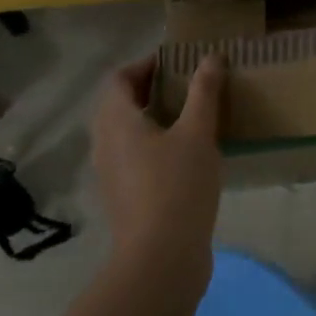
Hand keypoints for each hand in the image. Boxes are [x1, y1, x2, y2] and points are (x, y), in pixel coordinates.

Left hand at [89, 55, 224, 285]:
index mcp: (116, 121)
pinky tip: (183, 154)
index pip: (118, 79)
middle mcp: (104, 143)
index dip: (144, 65)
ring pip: (124, 132)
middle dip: (148, 90)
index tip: (175, 62)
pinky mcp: (122, 196)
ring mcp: (110, 173)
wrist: (161, 258)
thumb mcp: (198, 133)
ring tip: (188, 116)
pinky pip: (131, 156)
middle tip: (184, 85)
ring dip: (150, 118)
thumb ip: (204, 92)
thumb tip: (211, 57)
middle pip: (118, 104)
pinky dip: (151, 144)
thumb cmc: (177, 186)